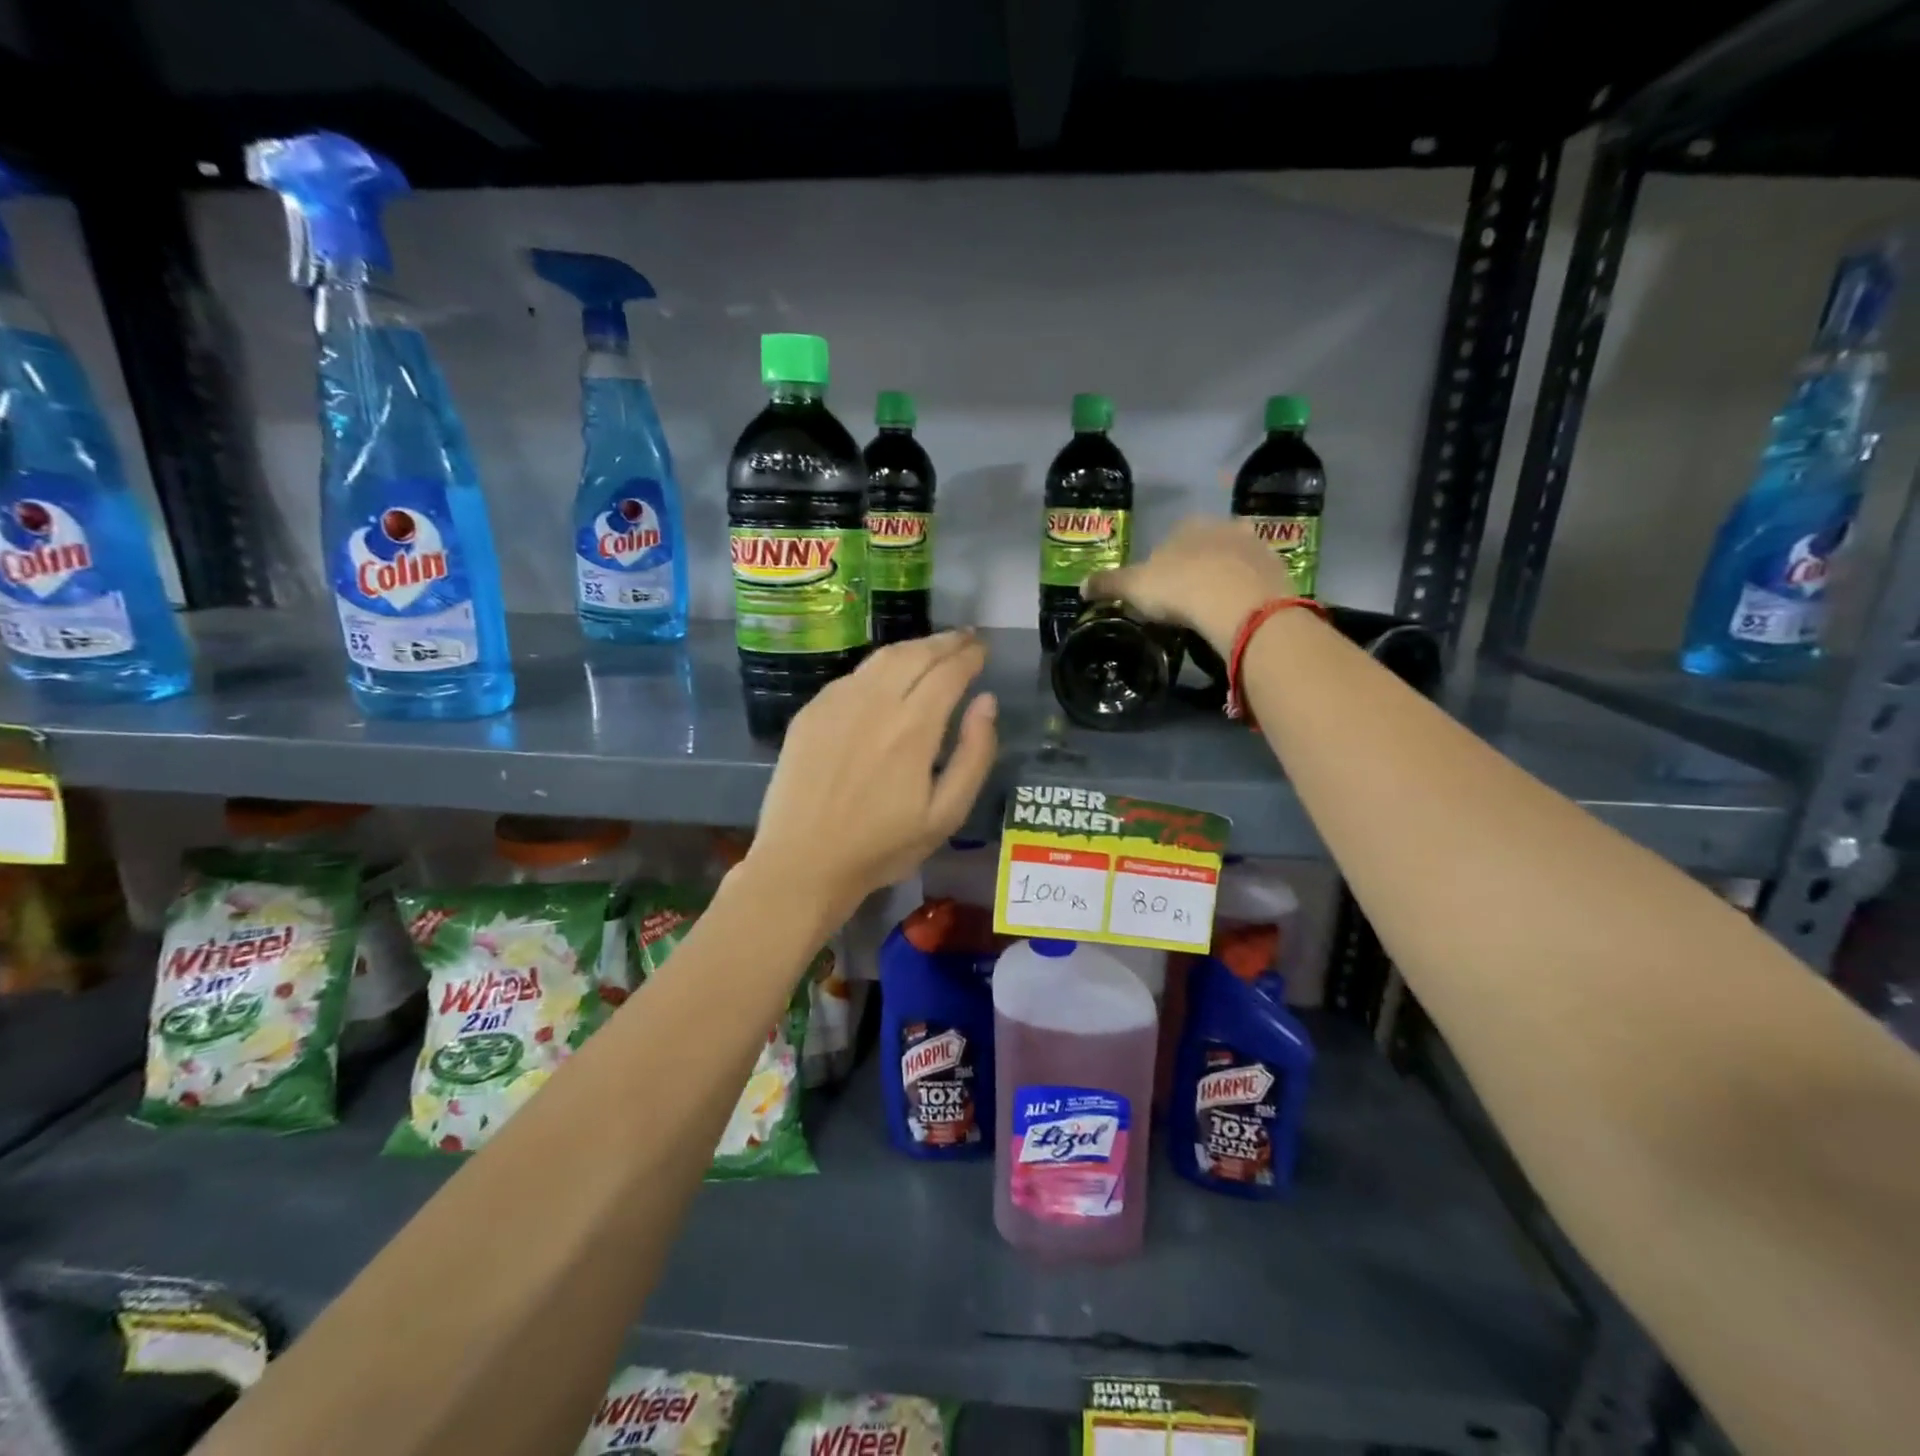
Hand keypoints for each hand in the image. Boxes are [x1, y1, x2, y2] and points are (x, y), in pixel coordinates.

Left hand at [746, 631, 998, 915]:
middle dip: (945, 642)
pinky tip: (887, 676)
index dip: (969, 656)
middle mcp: (875, 702)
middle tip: (965, 639)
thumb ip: (974, 755)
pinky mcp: (811, 712)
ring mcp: (837, 703)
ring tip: (933, 649)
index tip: (982, 650)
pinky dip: (880, 666)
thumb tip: (987, 703)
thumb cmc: (881, 847)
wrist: (802, 862)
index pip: (948, 672)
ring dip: (913, 647)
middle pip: (916, 654)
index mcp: (913, 727)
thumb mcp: (945, 815)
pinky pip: (853, 676)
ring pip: (882, 658)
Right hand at [1083, 517, 1296, 652]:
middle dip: (1195, 570)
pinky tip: (1236, 615)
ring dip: (1222, 580)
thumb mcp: (1133, 588)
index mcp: (1187, 525)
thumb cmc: (1180, 588)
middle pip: (1203, 548)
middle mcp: (1223, 525)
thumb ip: (1107, 584)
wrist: (1239, 603)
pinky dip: (1245, 595)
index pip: (1169, 542)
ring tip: (1211, 612)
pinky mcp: (1277, 569)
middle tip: (1185, 604)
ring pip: (1232, 562)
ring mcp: (1255, 545)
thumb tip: (1081, 586)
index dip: (1161, 568)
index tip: (1158, 594)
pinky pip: (1254, 582)